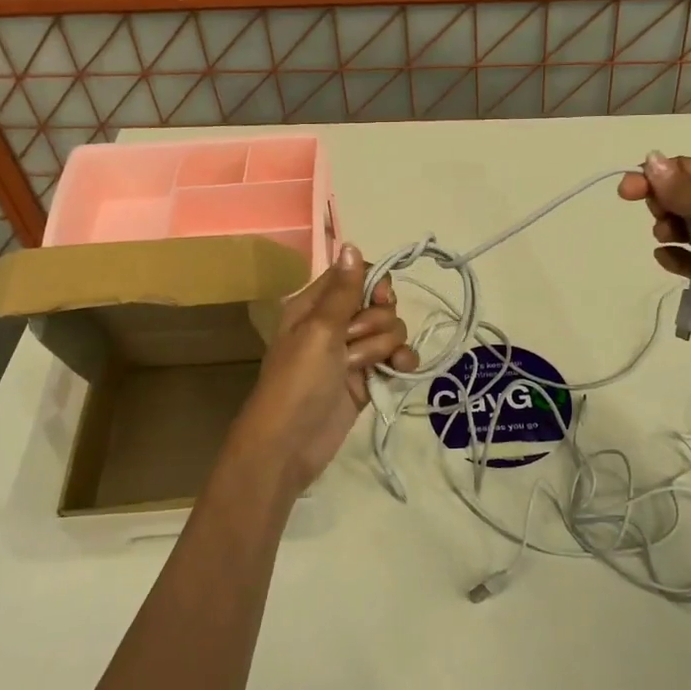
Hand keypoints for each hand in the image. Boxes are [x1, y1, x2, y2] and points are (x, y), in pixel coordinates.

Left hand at [222, 244, 417, 492]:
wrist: (289, 445)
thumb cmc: (298, 381)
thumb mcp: (319, 330)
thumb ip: (342, 290)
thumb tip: (351, 245)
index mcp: (315, 305)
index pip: (355, 276)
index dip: (373, 284)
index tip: (379, 297)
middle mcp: (335, 325)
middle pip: (379, 304)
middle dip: (377, 322)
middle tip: (355, 342)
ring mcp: (352, 354)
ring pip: (390, 332)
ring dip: (386, 346)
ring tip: (366, 367)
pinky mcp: (366, 380)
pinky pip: (395, 359)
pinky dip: (401, 362)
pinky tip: (401, 370)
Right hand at [617, 154, 690, 353]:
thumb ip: (685, 188)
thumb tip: (649, 161)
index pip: (685, 169)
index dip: (654, 176)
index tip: (626, 191)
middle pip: (678, 195)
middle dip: (660, 202)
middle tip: (661, 217)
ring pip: (679, 226)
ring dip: (665, 228)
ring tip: (668, 238)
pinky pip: (685, 259)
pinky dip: (672, 257)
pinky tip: (671, 260)